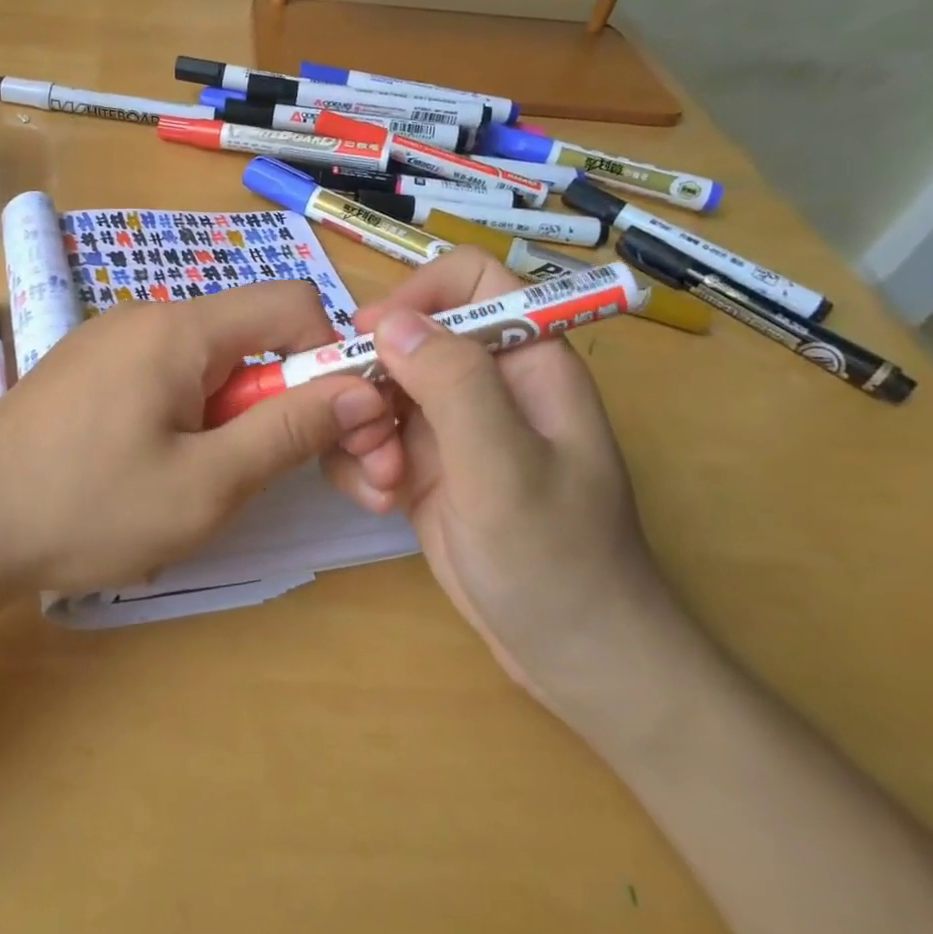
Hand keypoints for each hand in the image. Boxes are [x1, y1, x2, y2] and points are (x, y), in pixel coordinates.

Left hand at [0, 282, 391, 594]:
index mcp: (180, 327)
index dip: (328, 356)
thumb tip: (363, 389)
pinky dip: (188, 414)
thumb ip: (289, 430)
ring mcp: (110, 338)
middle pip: (249, 334)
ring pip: (207, 361)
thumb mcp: (207, 483)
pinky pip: (164, 374)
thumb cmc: (88, 508)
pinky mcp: (88, 367)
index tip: (333, 424)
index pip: (292, 302)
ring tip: (202, 480)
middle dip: (279, 397)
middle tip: (269, 474)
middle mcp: (146, 314)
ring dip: (231, 414)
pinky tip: (155, 467)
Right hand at [322, 246, 670, 707]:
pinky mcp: (422, 464)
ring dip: (361, 429)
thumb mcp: (506, 467)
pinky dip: (360, 463)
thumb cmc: (558, 559)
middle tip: (367, 431)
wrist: (571, 655)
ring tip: (381, 481)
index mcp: (525, 359)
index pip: (470, 278)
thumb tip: (388, 320)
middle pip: (406, 335)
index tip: (372, 339)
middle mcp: (484, 381)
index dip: (418, 294)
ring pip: (376, 387)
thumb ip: (453, 384)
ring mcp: (449, 424)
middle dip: (372, 378)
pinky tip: (380, 502)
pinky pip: (368, 435)